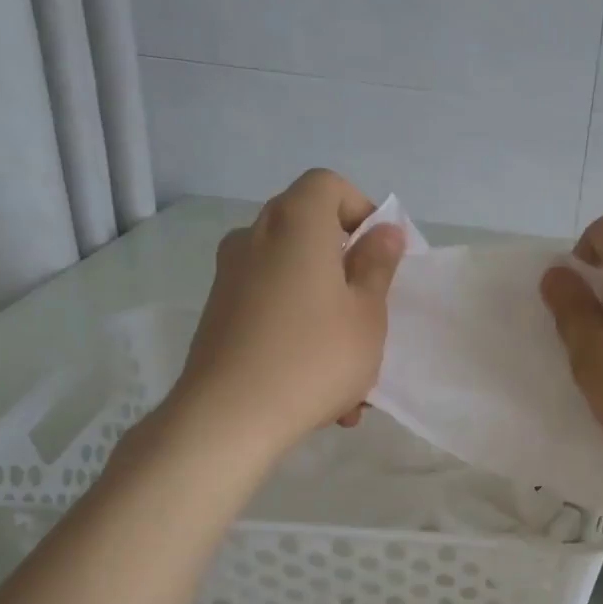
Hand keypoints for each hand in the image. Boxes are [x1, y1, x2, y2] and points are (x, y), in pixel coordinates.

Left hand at [166, 170, 403, 451]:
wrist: (228, 418)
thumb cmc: (314, 356)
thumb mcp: (367, 312)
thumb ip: (377, 265)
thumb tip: (383, 232)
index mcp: (295, 224)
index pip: (327, 184)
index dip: (360, 210)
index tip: (379, 255)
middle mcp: (255, 238)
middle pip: (308, 228)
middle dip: (345, 265)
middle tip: (369, 309)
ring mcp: (230, 277)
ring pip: (292, 276)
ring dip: (325, 309)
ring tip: (352, 373)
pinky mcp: (218, 314)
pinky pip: (270, 307)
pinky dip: (298, 330)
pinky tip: (320, 390)